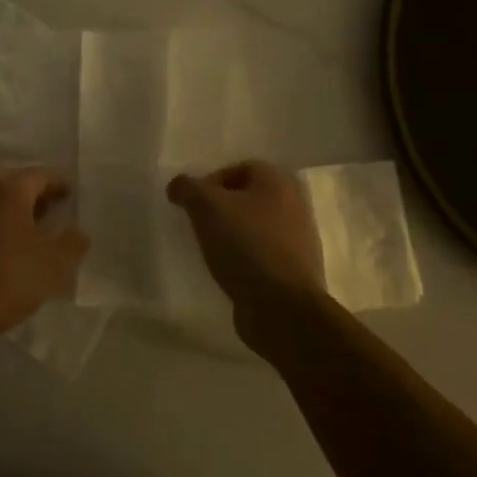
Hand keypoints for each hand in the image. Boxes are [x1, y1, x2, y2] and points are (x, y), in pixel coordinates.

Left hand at [0, 163, 89, 343]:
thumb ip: (72, 243)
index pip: (39, 175)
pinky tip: (4, 244)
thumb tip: (78, 232)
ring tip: (28, 227)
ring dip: (8, 202)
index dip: (58, 183)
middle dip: (29, 186)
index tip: (70, 194)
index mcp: (9, 191)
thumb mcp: (54, 264)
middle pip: (8, 176)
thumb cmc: (9, 280)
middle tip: (46, 205)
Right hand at [167, 161, 326, 345]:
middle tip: (198, 225)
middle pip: (247, 197)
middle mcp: (294, 204)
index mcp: (278, 181)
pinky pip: (262, 254)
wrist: (282, 307)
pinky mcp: (295, 270)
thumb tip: (178, 186)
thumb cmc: (245, 245)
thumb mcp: (206, 207)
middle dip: (221, 209)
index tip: (192, 205)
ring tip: (210, 250)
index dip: (210, 182)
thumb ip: (188, 188)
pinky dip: (243, 258)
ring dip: (231, 235)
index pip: (238, 168)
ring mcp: (298, 239)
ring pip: (255, 227)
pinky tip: (227, 271)